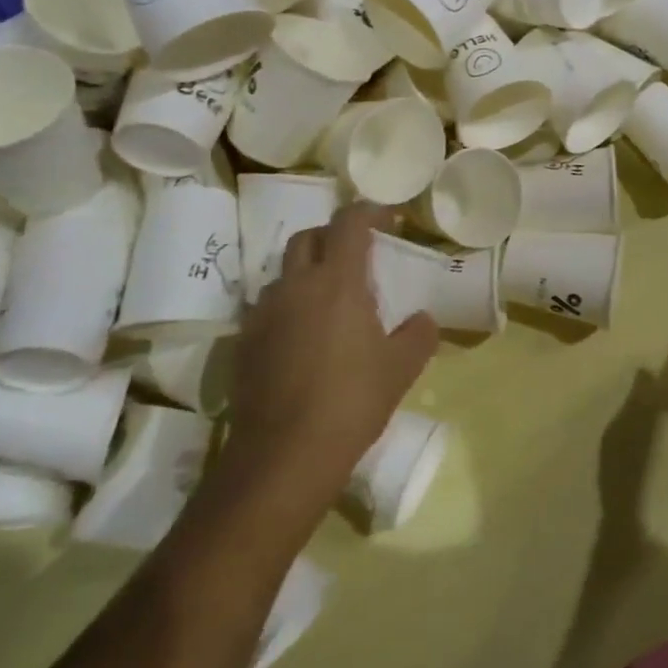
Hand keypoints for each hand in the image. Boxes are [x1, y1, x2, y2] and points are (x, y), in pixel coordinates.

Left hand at [224, 203, 436, 522]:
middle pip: (308, 238)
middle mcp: (295, 286)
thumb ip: (419, 334)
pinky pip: (269, 308)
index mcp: (337, 282)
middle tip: (357, 256)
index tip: (387, 219)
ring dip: (308, 273)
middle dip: (333, 237)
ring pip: (284, 273)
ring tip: (330, 301)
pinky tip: (304, 338)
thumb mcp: (401, 368)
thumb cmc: (351, 401)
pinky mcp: (244, 342)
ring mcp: (264, 313)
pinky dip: (289, 307)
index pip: (348, 223)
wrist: (284, 456)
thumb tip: (423, 319)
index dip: (368, 212)